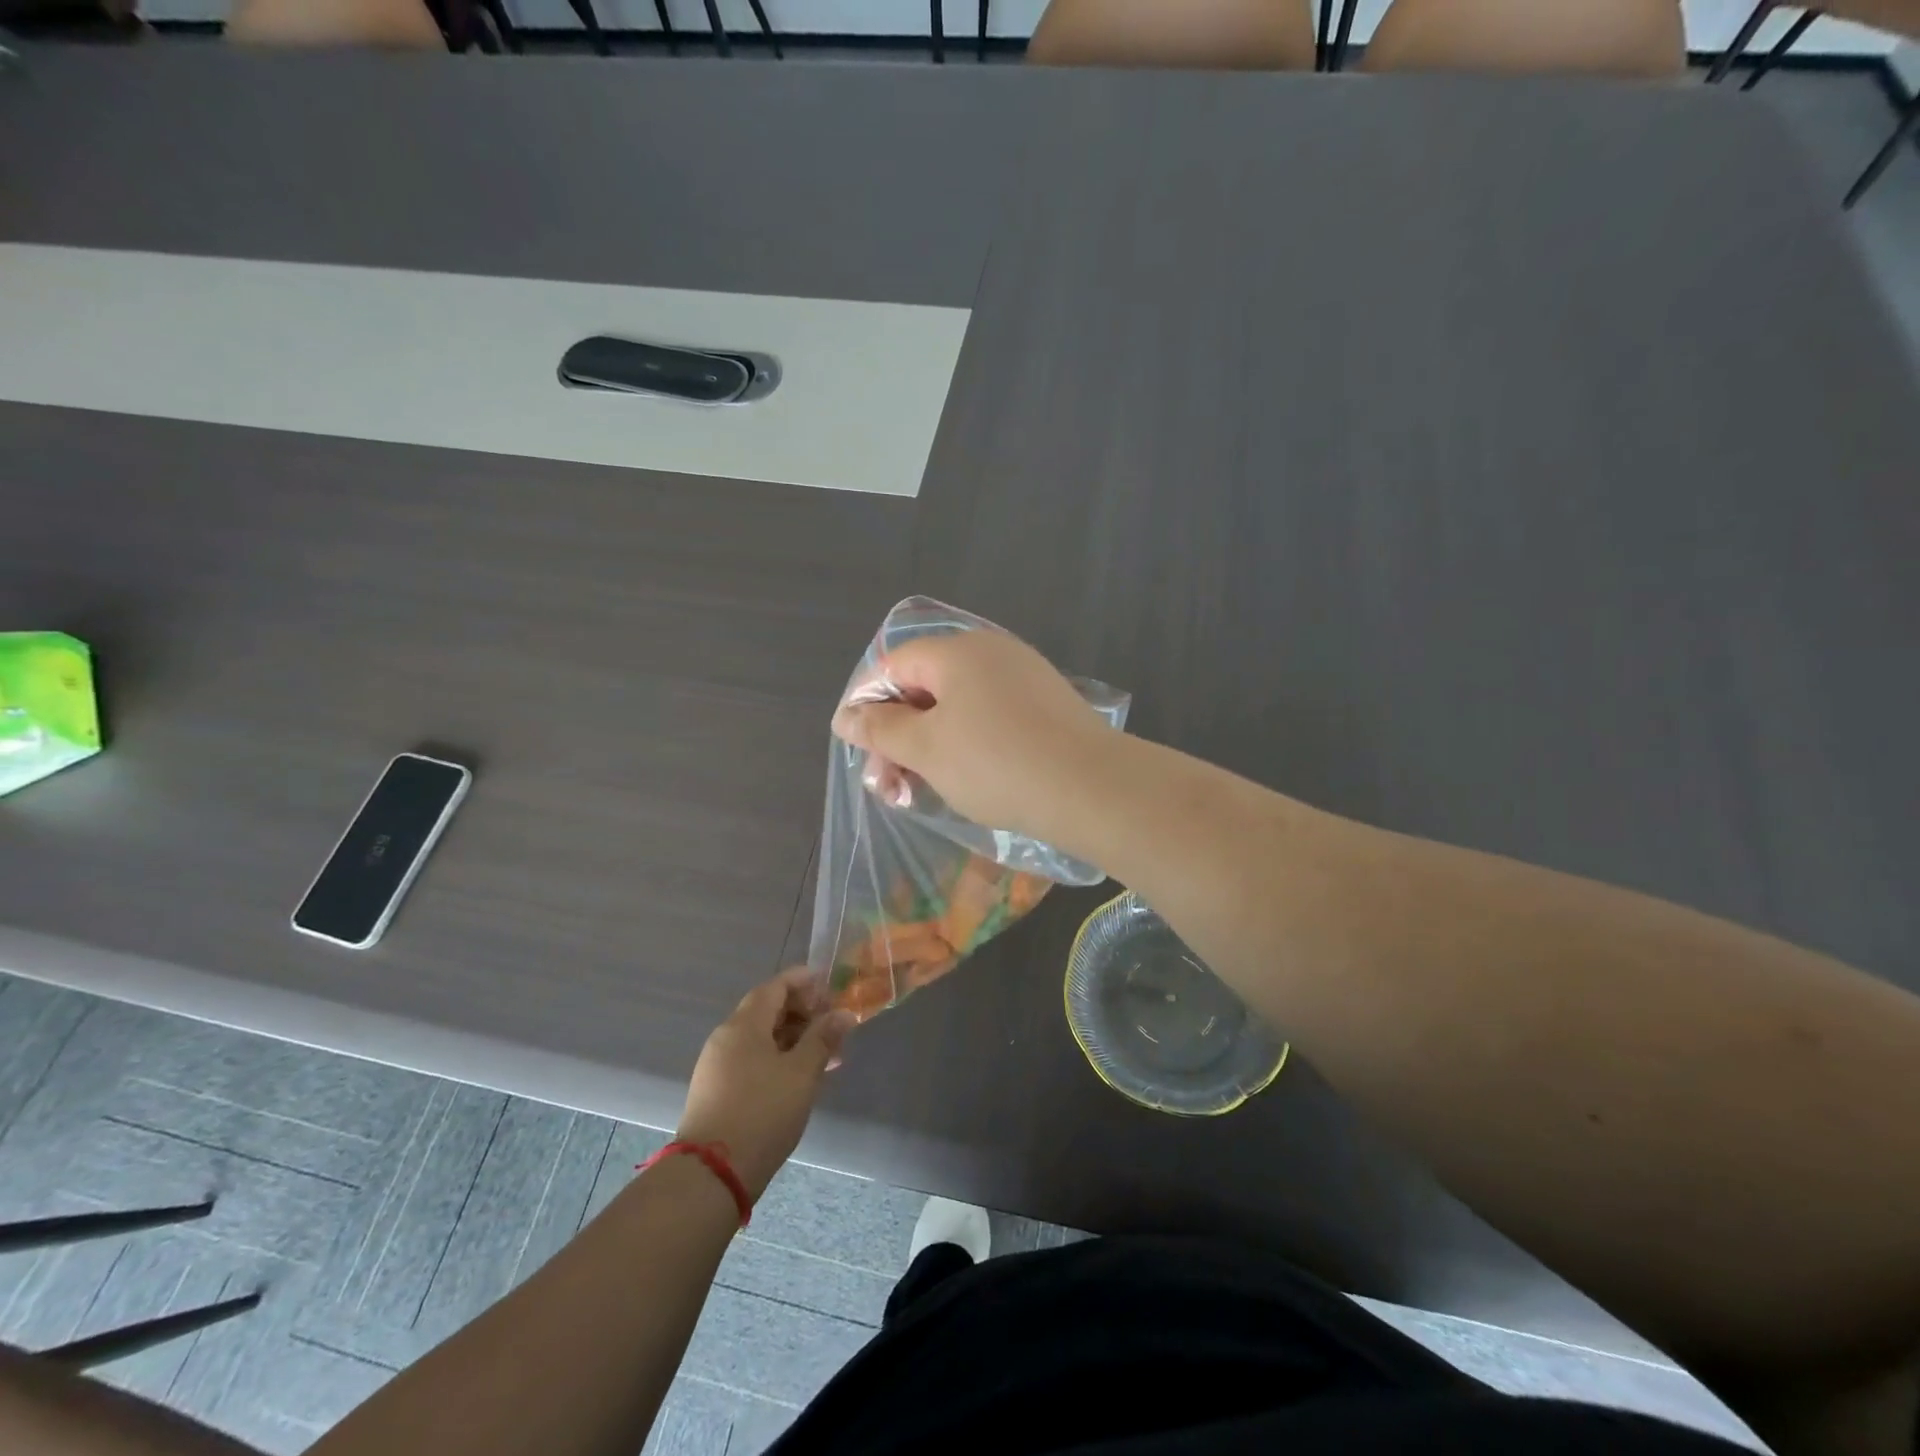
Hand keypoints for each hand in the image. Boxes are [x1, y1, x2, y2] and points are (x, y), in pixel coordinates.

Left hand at [676, 969, 854, 1201]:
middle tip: (834, 1024)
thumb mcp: (802, 1073)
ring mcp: (717, 1066)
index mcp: (743, 1025)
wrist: (711, 1175)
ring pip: (761, 1039)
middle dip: (803, 1012)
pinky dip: (778, 1059)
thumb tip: (843, 1013)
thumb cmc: (762, 1113)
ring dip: (794, 1039)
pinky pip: (752, 1060)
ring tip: (826, 1055)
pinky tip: (800, 1079)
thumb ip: (823, 1038)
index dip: (803, 981)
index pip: (775, 987)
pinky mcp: (716, 1092)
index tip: (830, 985)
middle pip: (767, 1011)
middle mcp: (725, 1038)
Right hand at [830, 629, 1114, 844]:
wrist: (1092, 788)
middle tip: (887, 784)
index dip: (867, 703)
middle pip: (926, 686)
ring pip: (958, 707)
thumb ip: (880, 729)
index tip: (858, 748)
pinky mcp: (1046, 706)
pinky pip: (990, 718)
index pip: (894, 664)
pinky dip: (966, 745)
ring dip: (929, 746)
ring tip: (918, 790)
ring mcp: (1024, 677)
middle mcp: (992, 652)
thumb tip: (845, 715)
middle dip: (898, 735)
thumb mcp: (926, 749)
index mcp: (958, 651)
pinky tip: (962, 781)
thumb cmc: (996, 763)